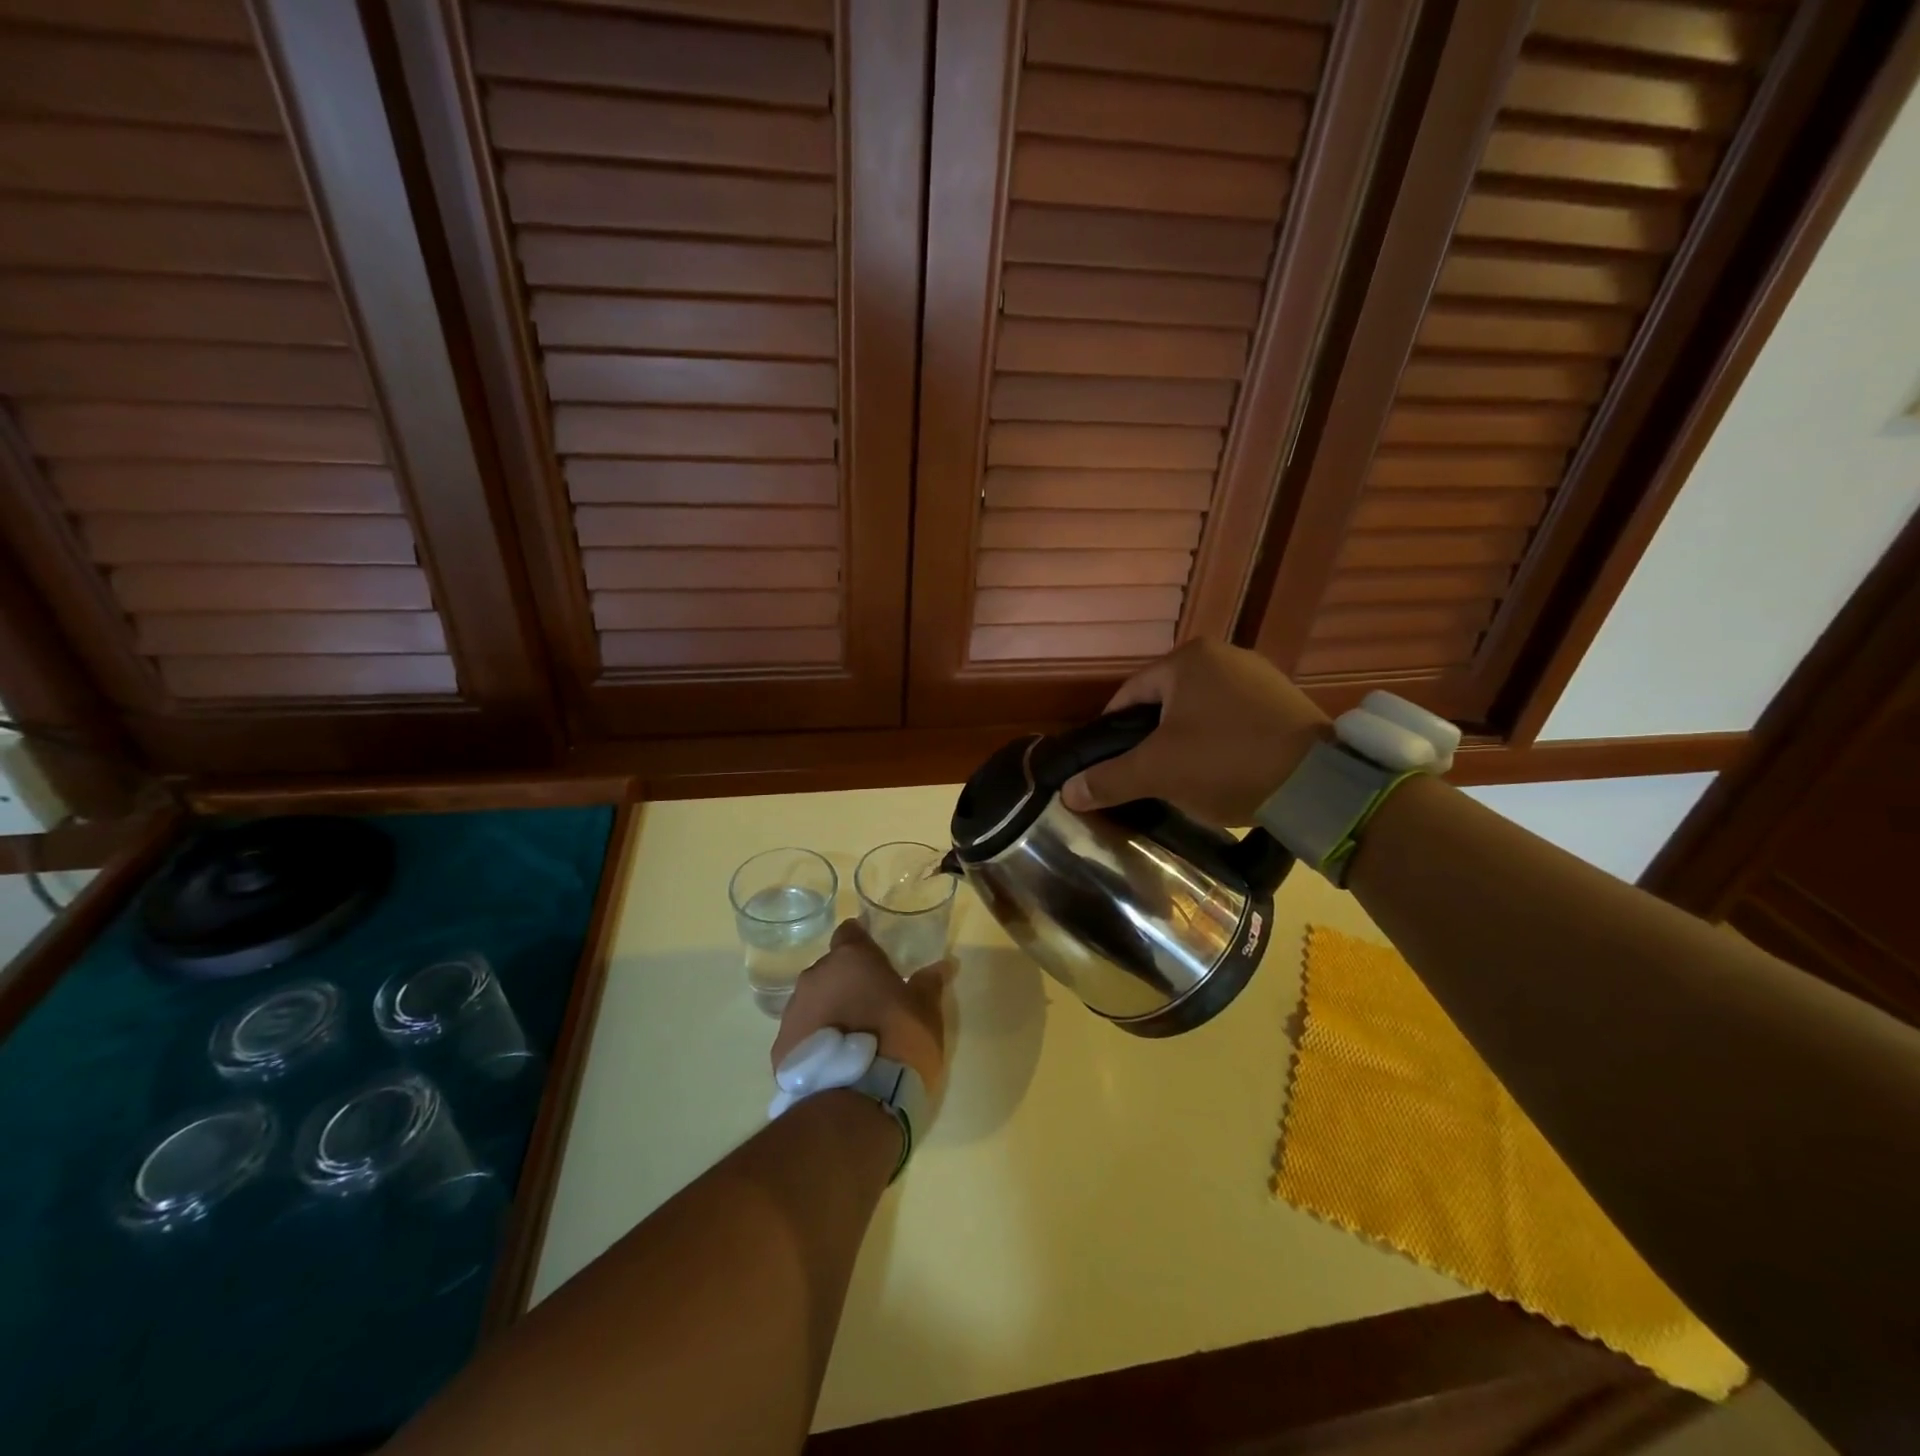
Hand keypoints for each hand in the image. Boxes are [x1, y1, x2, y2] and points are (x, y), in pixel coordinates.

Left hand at [772, 920, 950, 1091]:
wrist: (857, 1103)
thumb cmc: (898, 1042)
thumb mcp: (927, 1013)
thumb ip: (929, 984)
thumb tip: (943, 965)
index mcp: (851, 959)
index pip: (849, 933)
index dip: (862, 942)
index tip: (876, 958)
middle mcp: (815, 977)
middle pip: (830, 970)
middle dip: (847, 982)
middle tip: (871, 1005)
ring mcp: (793, 1013)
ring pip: (812, 1002)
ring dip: (829, 1012)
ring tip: (851, 1040)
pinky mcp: (780, 1049)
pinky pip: (801, 1036)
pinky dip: (814, 1043)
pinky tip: (833, 1064)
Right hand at [1061, 639, 1329, 826]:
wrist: (1319, 784)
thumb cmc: (1225, 762)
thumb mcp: (1157, 772)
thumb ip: (1109, 778)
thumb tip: (1067, 792)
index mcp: (1188, 659)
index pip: (1129, 695)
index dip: (1112, 732)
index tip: (1109, 765)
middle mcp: (1224, 655)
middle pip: (1165, 702)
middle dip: (1151, 738)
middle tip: (1145, 775)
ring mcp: (1260, 676)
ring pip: (1200, 711)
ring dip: (1185, 740)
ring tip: (1182, 779)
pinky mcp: (1285, 701)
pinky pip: (1234, 718)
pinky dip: (1219, 741)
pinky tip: (1221, 771)